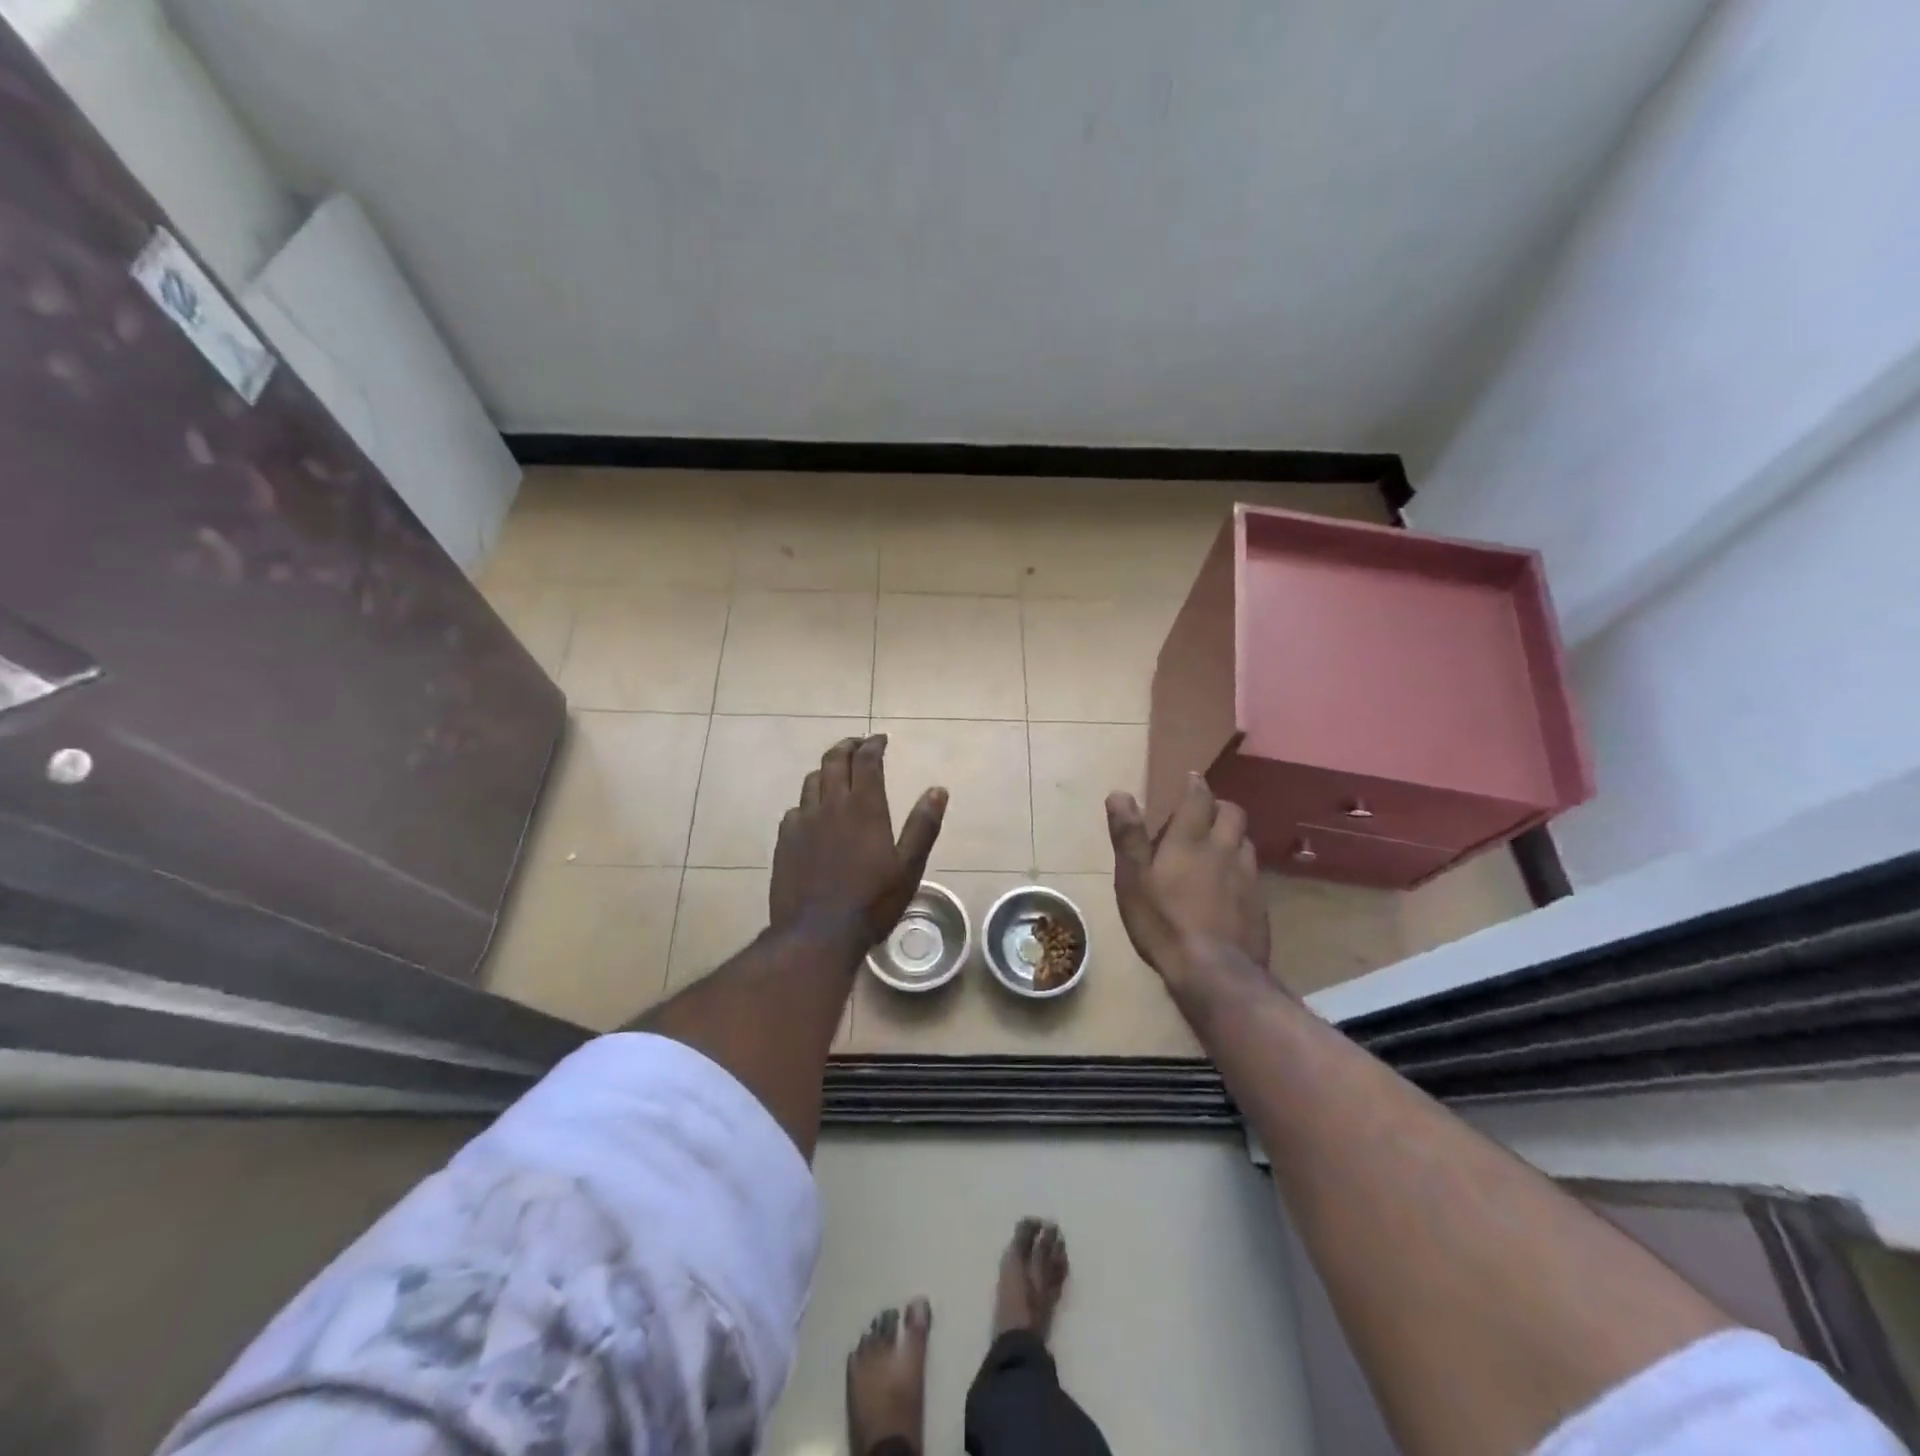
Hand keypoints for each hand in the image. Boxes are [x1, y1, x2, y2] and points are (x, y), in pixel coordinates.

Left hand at [770, 735, 946, 947]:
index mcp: (865, 807)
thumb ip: (923, 826)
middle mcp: (831, 805)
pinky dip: (808, 801)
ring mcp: (803, 821)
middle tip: (858, 745)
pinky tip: (813, 814)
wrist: (817, 933)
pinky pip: (796, 809)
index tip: (881, 739)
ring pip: (812, 780)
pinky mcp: (785, 840)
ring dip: (827, 770)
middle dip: (848, 746)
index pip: (867, 760)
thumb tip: (938, 790)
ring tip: (837, 774)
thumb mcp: (909, 867)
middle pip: (834, 760)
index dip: (874, 744)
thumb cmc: (872, 902)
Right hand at [1106, 775, 1269, 989]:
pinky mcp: (1260, 903)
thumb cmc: (1163, 921)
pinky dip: (1241, 867)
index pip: (1199, 798)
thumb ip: (1128, 835)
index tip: (1192, 779)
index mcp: (1191, 840)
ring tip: (1218, 846)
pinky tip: (1230, 885)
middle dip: (1219, 806)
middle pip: (1232, 813)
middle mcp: (1224, 849)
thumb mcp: (1132, 879)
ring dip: (1232, 835)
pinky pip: (1253, 872)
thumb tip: (1119, 793)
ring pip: (1246, 841)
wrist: (1214, 972)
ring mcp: (1247, 877)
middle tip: (1204, 813)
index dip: (1195, 786)